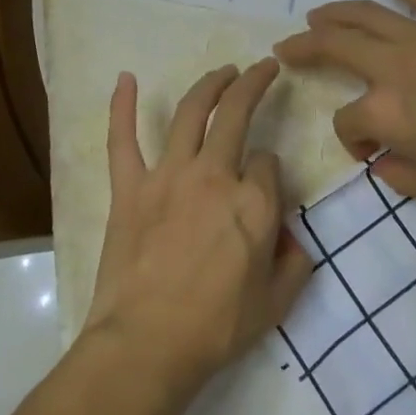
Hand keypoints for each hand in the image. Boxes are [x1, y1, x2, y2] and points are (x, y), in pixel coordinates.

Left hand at [82, 59, 313, 398]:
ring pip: (191, 113)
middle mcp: (216, 176)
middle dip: (254, 85)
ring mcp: (169, 177)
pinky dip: (121, 106)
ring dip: (209, 84)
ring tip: (223, 70)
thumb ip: (294, 263)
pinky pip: (122, 139)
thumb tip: (290, 237)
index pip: (270, 163)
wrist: (147, 345)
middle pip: (237, 115)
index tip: (265, 187)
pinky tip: (124, 78)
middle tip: (263, 69)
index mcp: (255, 203)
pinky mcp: (130, 188)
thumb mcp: (277, 304)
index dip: (272, 171)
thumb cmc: (216, 329)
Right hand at [274, 0, 415, 204]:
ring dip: (336, 12)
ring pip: (368, 15)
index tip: (370, 154)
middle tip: (286, 46)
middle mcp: (394, 66)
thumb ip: (399, 176)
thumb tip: (383, 161)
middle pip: (335, 47)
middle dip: (305, 47)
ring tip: (316, 14)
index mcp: (385, 110)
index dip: (350, 140)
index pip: (347, 121)